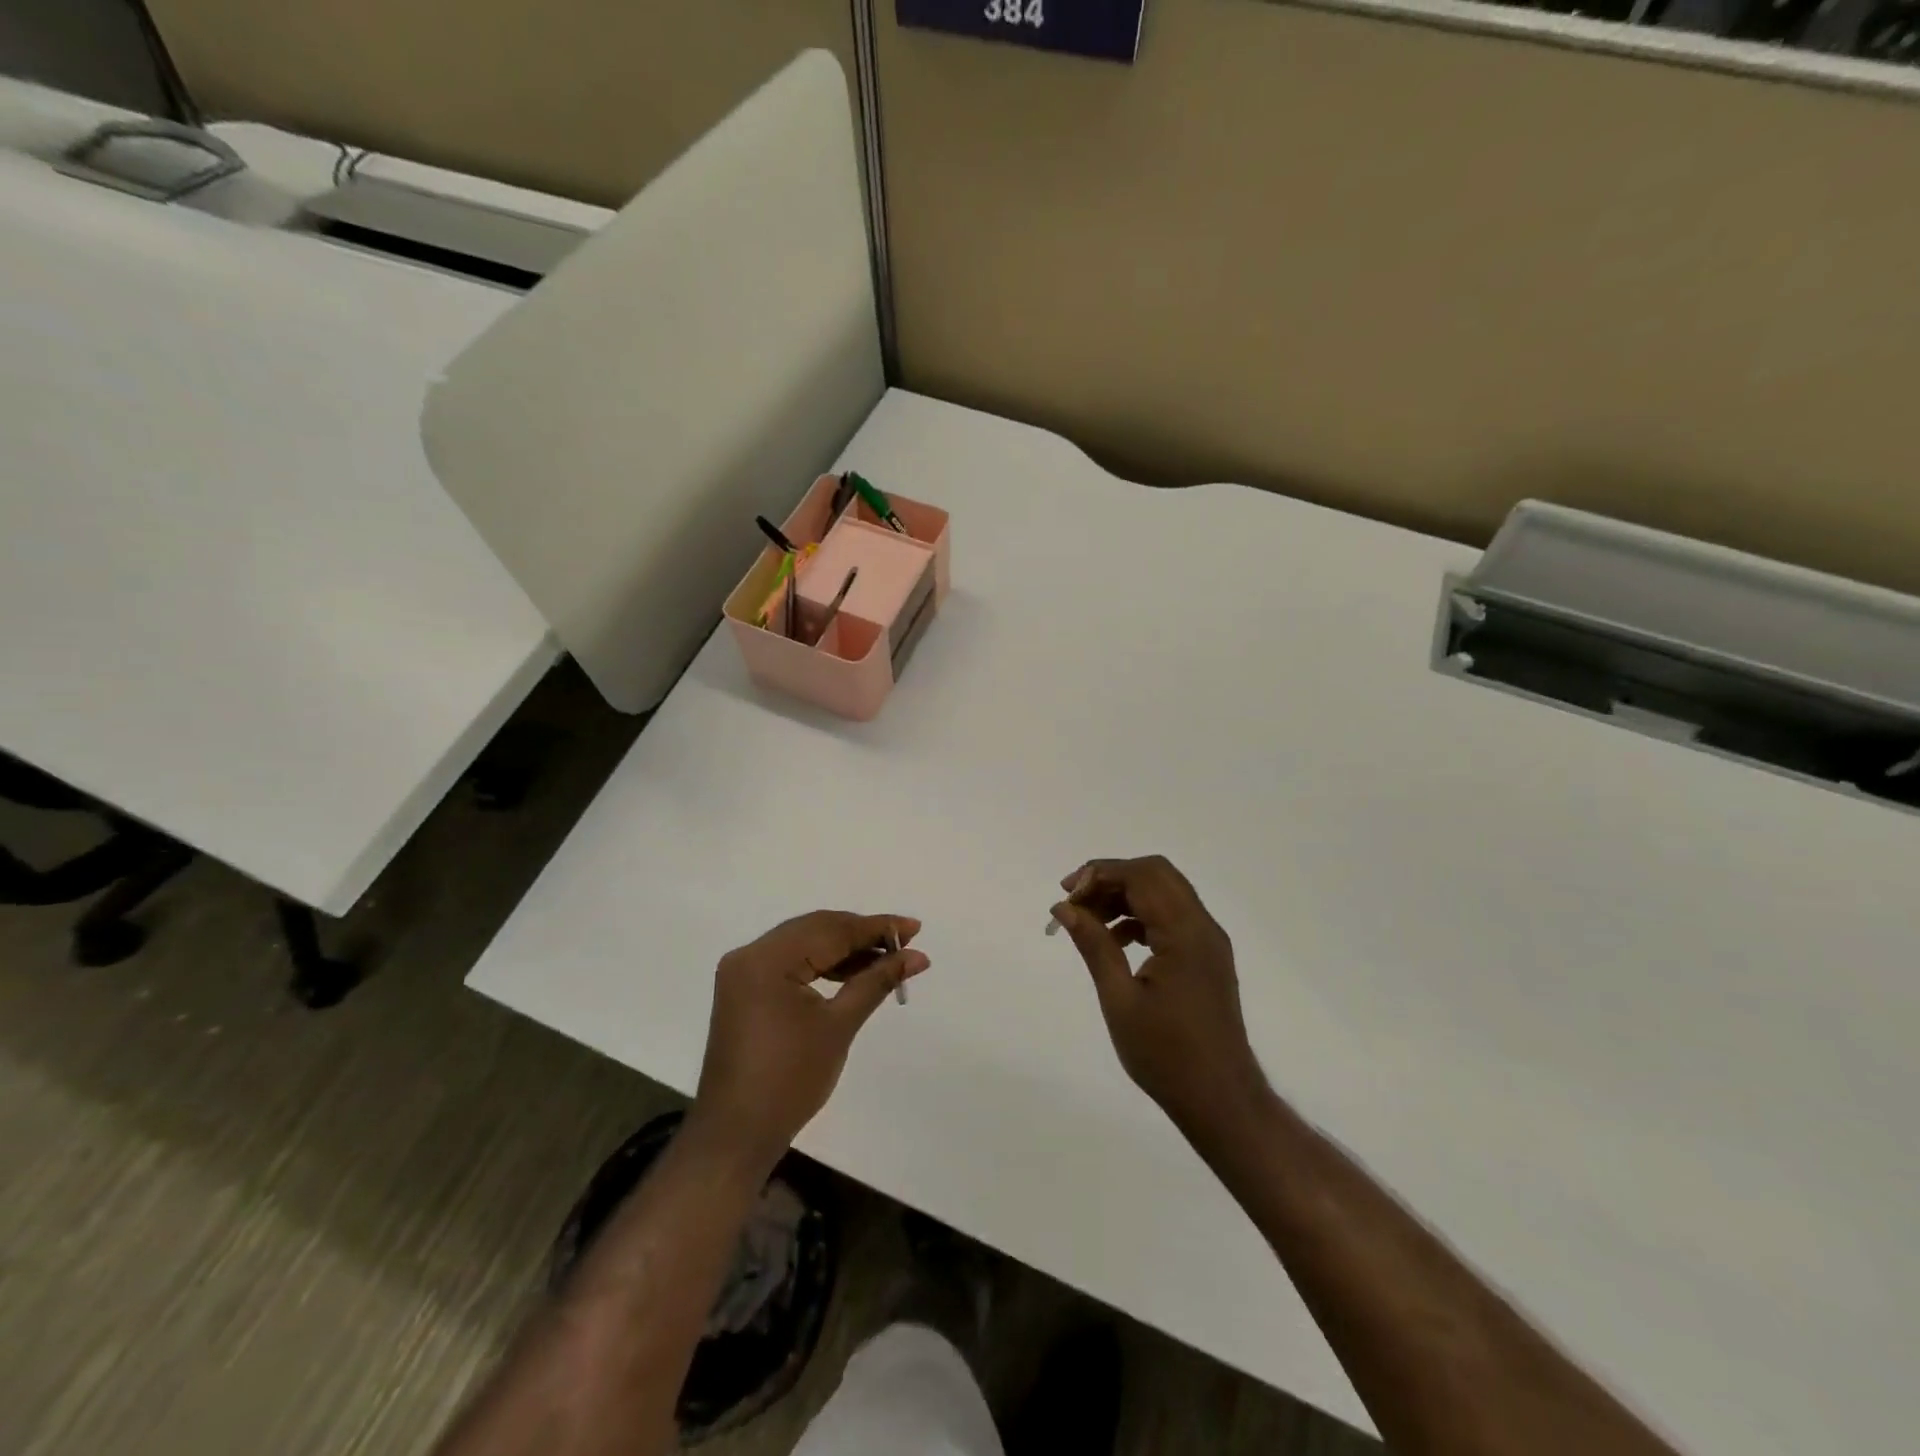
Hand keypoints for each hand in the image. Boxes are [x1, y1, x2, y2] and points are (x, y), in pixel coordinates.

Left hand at [694, 910, 928, 1162]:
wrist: (737, 1134)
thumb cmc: (790, 1080)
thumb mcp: (839, 1025)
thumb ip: (877, 981)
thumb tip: (917, 956)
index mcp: (767, 959)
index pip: (830, 930)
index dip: (876, 927)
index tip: (915, 927)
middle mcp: (750, 954)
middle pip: (816, 930)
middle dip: (862, 934)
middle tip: (906, 939)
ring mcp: (744, 972)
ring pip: (804, 944)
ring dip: (845, 950)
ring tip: (888, 958)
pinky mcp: (746, 990)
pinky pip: (791, 963)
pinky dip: (823, 965)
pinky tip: (854, 973)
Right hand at [1052, 856, 1268, 1136]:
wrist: (1221, 1100)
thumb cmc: (1166, 1055)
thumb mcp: (1120, 1000)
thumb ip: (1094, 945)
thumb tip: (1064, 907)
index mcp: (1185, 933)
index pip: (1141, 875)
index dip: (1099, 874)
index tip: (1065, 895)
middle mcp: (1203, 927)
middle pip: (1156, 874)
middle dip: (1112, 878)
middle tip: (1074, 900)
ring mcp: (1209, 941)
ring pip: (1164, 893)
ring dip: (1125, 896)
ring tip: (1087, 921)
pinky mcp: (1206, 957)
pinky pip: (1172, 917)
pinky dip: (1141, 915)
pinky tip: (1115, 941)